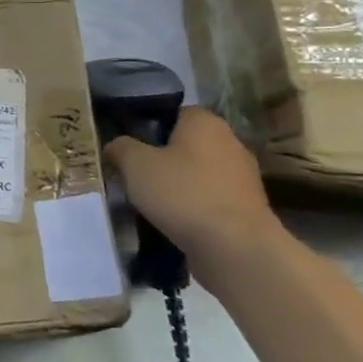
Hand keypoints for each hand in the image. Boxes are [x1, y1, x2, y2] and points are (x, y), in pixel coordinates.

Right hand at [104, 107, 274, 267]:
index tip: (130, 148)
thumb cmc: (183, 194)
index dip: (149, 128)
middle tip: (136, 177)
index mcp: (205, 122)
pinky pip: (211, 200)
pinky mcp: (248, 209)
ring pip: (199, 174)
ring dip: (179, 186)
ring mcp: (243, 177)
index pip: (174, 113)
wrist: (234, 247)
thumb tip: (115, 146)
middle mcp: (230, 142)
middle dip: (163, 159)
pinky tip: (175, 224)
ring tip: (152, 205)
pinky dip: (194, 208)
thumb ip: (120, 148)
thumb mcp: (135, 165)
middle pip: (187, 145)